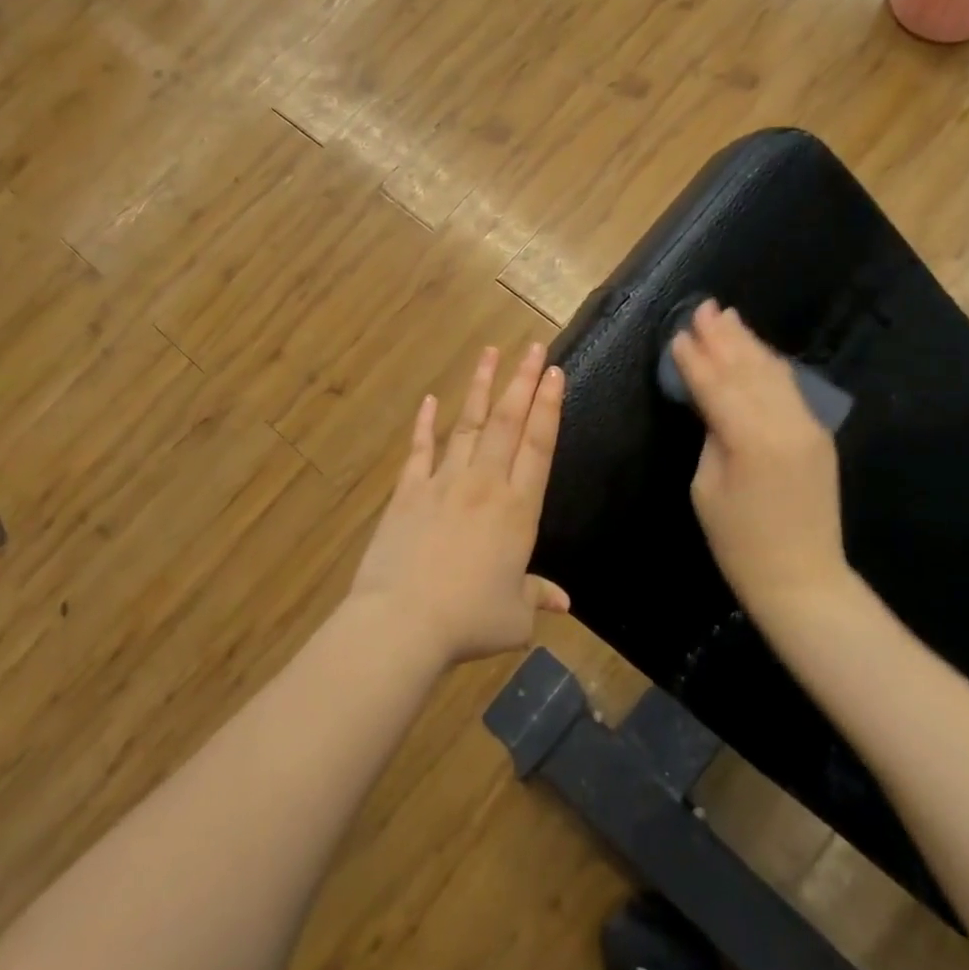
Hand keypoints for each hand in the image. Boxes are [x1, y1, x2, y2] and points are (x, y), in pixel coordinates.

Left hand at [348, 344, 570, 666]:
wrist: (403, 622)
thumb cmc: (468, 621)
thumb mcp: (514, 617)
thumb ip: (538, 597)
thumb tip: (565, 602)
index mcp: (518, 509)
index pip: (539, 445)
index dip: (549, 407)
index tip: (555, 373)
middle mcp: (485, 484)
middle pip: (507, 422)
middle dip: (523, 381)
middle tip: (534, 347)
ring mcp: (443, 483)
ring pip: (467, 425)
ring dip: (480, 387)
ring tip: (490, 353)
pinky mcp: (408, 492)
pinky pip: (420, 450)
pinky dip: (425, 424)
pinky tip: (430, 399)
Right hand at [670, 302, 859, 619]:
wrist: (803, 577)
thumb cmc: (739, 543)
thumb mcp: (707, 487)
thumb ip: (712, 435)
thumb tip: (712, 401)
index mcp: (750, 439)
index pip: (716, 385)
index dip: (694, 359)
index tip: (677, 333)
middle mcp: (784, 423)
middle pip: (748, 369)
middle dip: (723, 337)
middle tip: (704, 308)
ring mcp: (808, 426)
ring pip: (773, 373)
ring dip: (749, 344)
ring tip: (729, 317)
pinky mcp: (818, 434)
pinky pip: (790, 389)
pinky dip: (769, 365)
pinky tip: (756, 352)